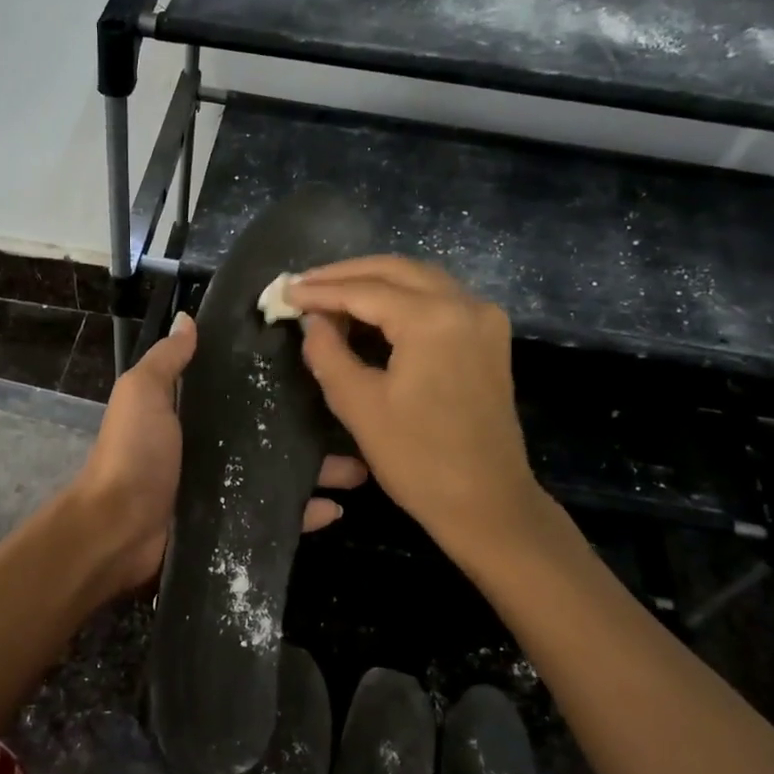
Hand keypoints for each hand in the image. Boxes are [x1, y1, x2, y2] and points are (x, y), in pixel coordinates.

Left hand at [71, 312, 367, 598]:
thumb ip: (166, 360)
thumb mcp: (143, 394)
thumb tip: (188, 319)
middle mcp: (215, 446)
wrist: (118, 530)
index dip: (276, 375)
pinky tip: (339, 508)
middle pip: (273, 431)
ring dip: (321, 470)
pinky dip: (307, 513)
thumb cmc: (133, 454)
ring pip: (284, 473)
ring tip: (361, 466)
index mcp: (194, 412)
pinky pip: (279, 516)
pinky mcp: (236, 523)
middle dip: (312, 426)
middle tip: (354, 416)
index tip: (319, 359)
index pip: (243, 388)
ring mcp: (228, 487)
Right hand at [286, 258, 544, 574]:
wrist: (488, 503)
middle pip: (395, 270)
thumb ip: (328, 352)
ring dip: (373, 282)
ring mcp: (483, 318)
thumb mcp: (359, 405)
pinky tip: (370, 311)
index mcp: (433, 319)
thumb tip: (311, 320)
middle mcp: (464, 304)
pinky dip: (400, 297)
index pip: (365, 290)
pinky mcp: (488, 337)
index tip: (285, 291)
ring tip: (329, 293)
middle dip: (345, 274)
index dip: (320, 290)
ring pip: (419, 279)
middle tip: (304, 285)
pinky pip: (437, 299)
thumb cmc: (418, 459)